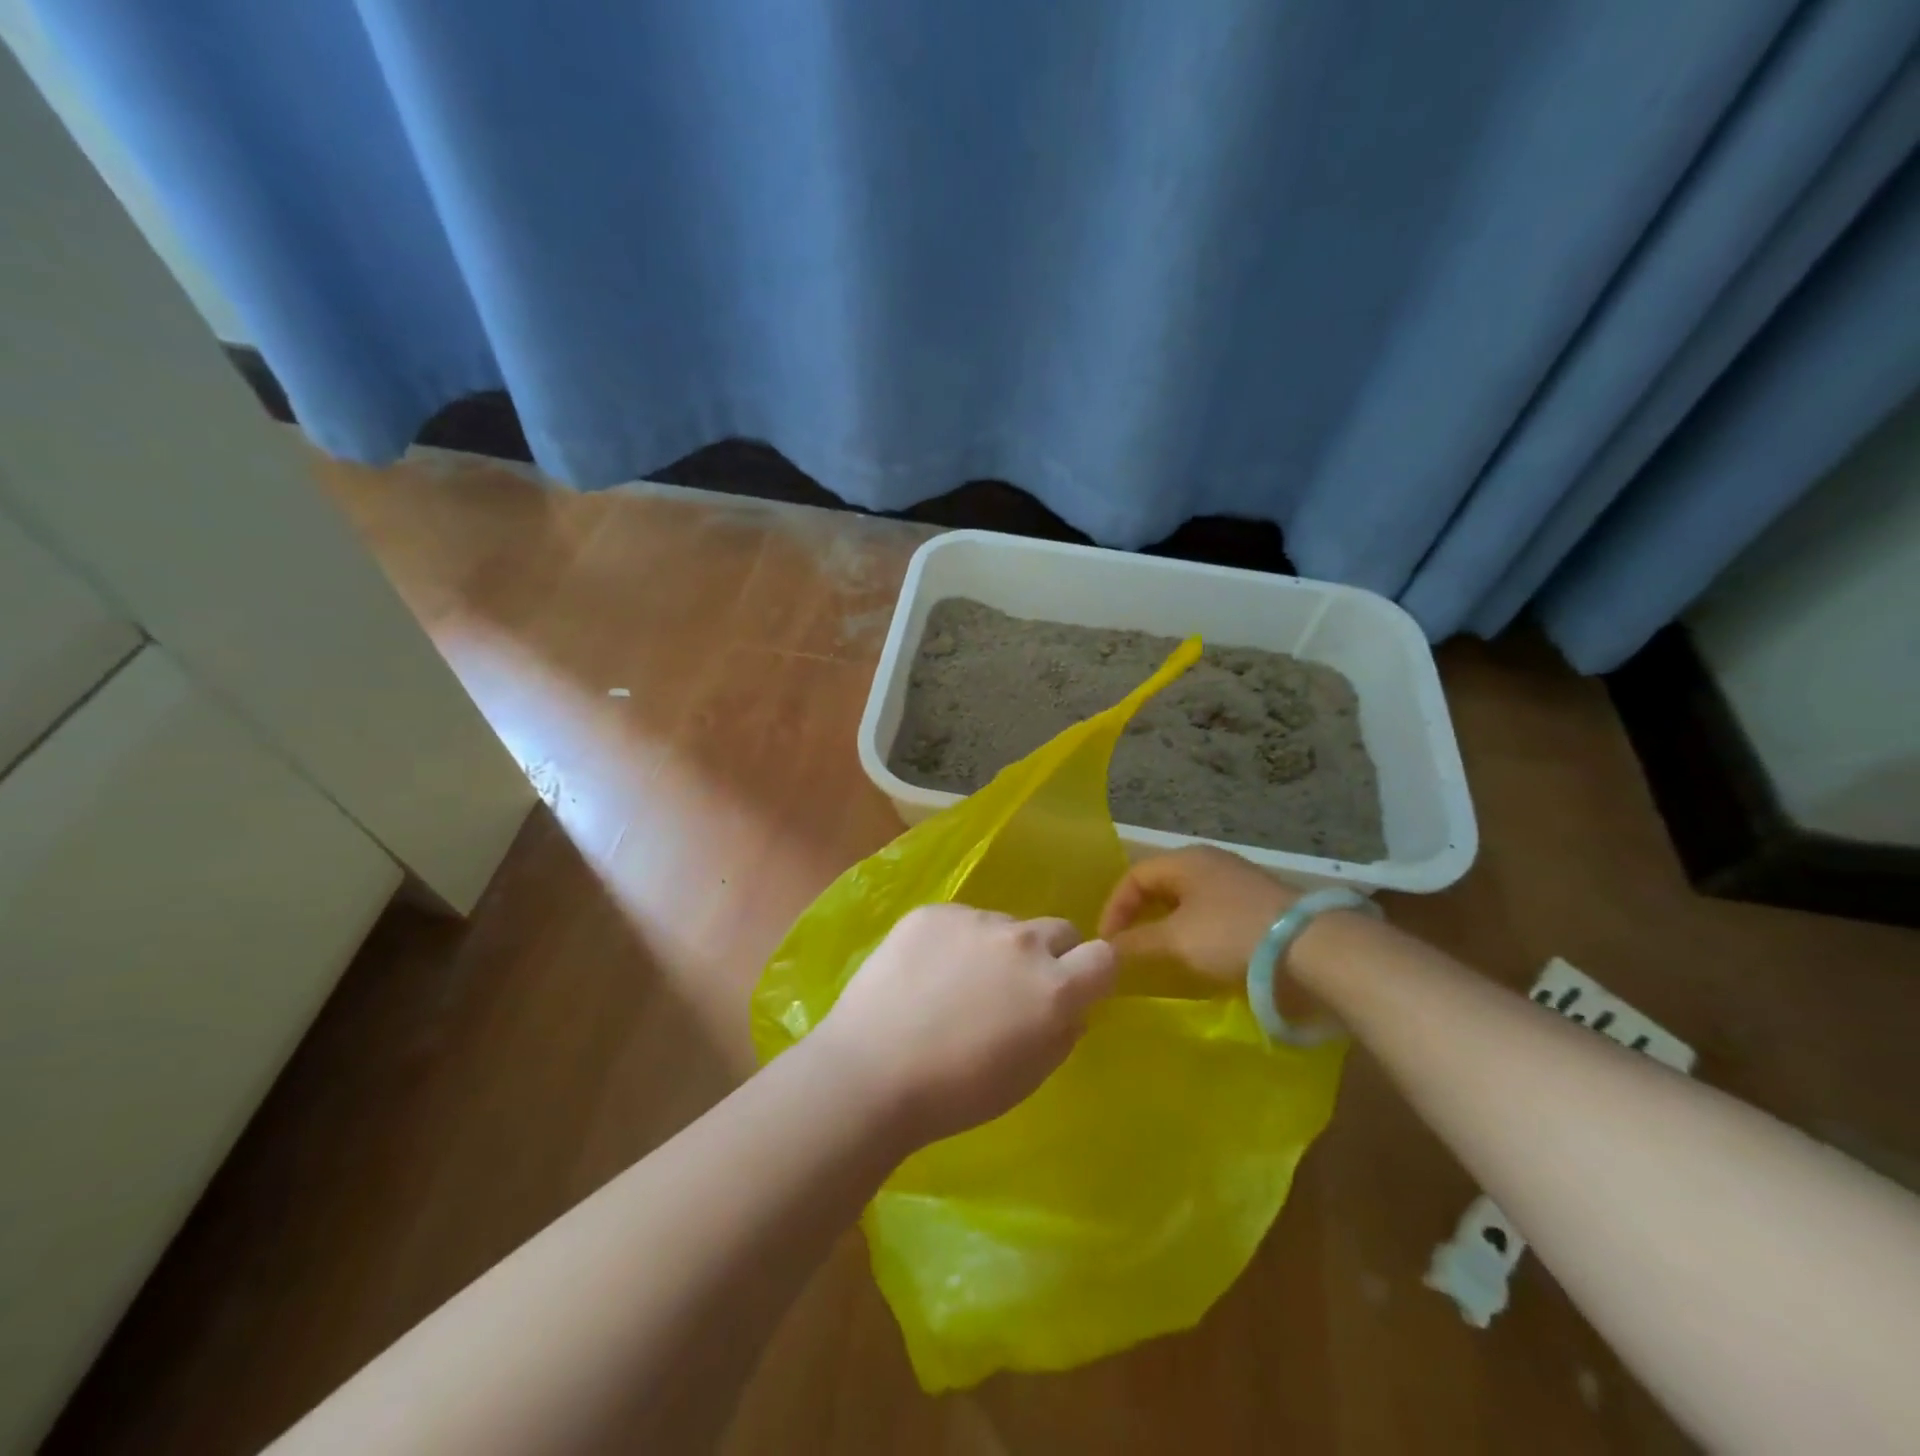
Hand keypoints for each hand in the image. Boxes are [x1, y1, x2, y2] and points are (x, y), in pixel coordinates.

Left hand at [817, 905, 1117, 1147]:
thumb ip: (1061, 1031)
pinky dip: (954, 941)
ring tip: (955, 985)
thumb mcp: (1029, 1076)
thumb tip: (1069, 1007)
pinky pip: (960, 920)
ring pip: (1004, 925)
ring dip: (996, 948)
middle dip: (1049, 955)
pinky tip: (923, 973)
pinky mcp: (933, 912)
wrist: (872, 1071)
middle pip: (1058, 930)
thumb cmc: (957, 1093)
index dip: (1093, 972)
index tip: (1076, 988)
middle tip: (1014, 988)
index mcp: (1055, 986)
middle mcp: (1022, 941)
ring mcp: (975, 920)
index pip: (1104, 956)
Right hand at [1098, 846, 1297, 982]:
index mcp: (1185, 860)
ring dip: (1168, 926)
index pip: (1134, 876)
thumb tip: (1105, 950)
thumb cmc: (1230, 935)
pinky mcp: (1259, 905)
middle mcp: (1209, 862)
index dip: (1114, 909)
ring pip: (1187, 900)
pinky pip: (1212, 913)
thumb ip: (1135, 944)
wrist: (1310, 949)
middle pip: (1161, 885)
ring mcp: (1237, 882)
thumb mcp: (1175, 941)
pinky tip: (1199, 955)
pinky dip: (1195, 932)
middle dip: (1140, 916)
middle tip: (1129, 946)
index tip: (1107, 944)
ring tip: (1161, 954)